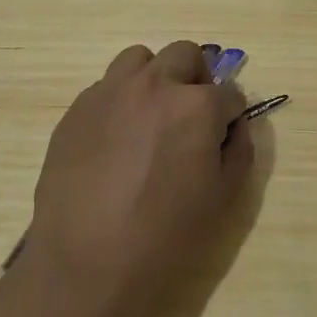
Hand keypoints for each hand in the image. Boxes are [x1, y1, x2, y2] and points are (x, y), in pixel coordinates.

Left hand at [19, 42, 250, 316]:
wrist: (86, 261)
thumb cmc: (165, 234)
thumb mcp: (224, 197)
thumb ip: (239, 148)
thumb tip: (233, 124)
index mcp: (197, 106)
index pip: (229, 92)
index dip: (230, 115)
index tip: (222, 136)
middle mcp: (155, 85)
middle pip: (185, 54)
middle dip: (196, 79)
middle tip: (190, 116)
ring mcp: (110, 92)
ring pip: (140, 59)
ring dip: (154, 79)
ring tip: (149, 118)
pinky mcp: (77, 108)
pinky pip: (106, 87)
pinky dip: (119, 102)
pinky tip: (114, 141)